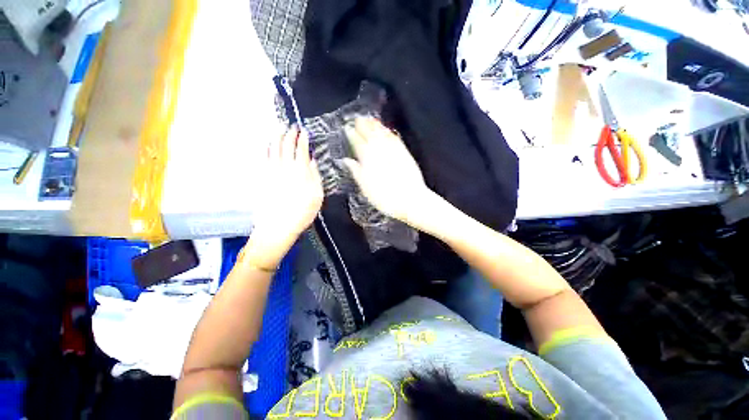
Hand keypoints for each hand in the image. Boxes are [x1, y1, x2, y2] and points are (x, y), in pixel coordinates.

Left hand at [247, 128, 323, 267]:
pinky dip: (267, 148)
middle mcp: (285, 167)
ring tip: (281, 129)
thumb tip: (312, 161)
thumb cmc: (302, 212)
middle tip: (293, 127)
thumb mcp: (317, 195)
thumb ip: (315, 176)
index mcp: (301, 171)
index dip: (303, 138)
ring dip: (277, 137)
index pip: (301, 149)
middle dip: (290, 133)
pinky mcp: (263, 177)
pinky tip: (268, 144)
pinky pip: (264, 158)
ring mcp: (272, 171)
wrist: (278, 225)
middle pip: (286, 145)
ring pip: (274, 148)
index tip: (305, 131)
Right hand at [343, 117, 430, 224]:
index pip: (357, 142)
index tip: (347, 128)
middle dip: (364, 125)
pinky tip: (388, 130)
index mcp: (368, 159)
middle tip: (358, 118)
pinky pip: (395, 139)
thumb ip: (356, 172)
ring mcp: (394, 151)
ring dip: (376, 126)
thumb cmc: (385, 198)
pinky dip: (390, 133)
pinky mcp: (405, 153)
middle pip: (370, 134)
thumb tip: (346, 160)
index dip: (352, 134)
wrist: (410, 200)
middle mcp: (380, 151)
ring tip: (370, 119)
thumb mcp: (365, 188)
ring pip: (383, 134)